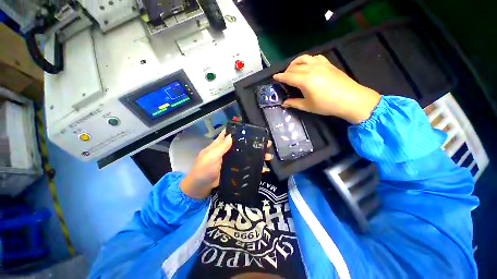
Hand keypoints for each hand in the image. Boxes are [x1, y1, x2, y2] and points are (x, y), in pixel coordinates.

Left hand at [180, 130, 272, 199]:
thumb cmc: (203, 170)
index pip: (232, 134)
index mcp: (221, 144)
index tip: (254, 130)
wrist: (200, 187)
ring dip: (257, 155)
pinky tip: (263, 169)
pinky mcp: (235, 169)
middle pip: (243, 144)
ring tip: (268, 156)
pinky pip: (246, 166)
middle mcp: (228, 150)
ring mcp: (233, 160)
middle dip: (254, 143)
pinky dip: (254, 167)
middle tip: (267, 144)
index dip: (241, 131)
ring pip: (246, 155)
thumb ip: (220, 147)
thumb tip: (232, 135)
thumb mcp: (210, 157)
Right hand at [273, 54, 380, 123]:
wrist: (350, 99)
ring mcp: (320, 64)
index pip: (288, 76)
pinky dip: (307, 60)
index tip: (275, 77)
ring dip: (295, 63)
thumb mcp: (307, 106)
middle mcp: (311, 69)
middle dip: (286, 71)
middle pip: (294, 67)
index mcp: (304, 80)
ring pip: (303, 58)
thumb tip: (284, 103)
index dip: (280, 77)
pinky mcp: (328, 64)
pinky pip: (314, 57)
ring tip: (293, 69)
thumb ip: (294, 103)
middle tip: (283, 77)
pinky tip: (307, 65)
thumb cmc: (326, 105)